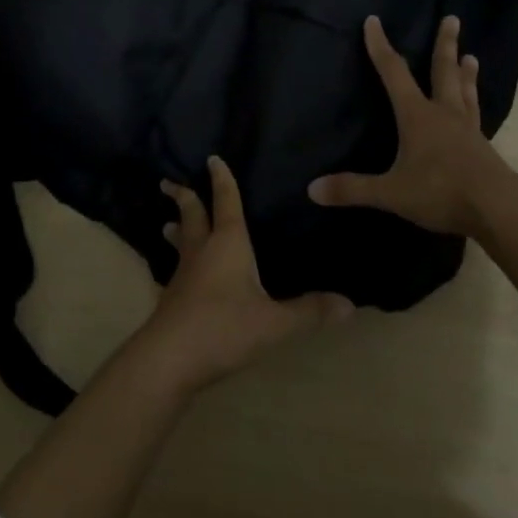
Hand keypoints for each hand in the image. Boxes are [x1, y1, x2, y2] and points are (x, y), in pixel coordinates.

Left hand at [136, 155, 352, 391]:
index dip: (222, 179)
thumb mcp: (273, 322)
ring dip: (176, 229)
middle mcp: (202, 250)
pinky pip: (177, 269)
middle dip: (183, 197)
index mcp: (227, 243)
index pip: (226, 201)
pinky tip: (180, 275)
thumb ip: (309, 312)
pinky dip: (179, 262)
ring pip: (180, 242)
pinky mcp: (172, 299)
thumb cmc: (223, 327)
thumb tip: (350, 304)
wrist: (169, 358)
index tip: (212, 158)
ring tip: (168, 224)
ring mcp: (183, 274)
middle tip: (167, 183)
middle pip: (191, 215)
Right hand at [308, 14, 508, 236]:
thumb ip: (353, 189)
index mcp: (417, 115)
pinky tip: (476, 108)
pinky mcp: (484, 148)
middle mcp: (443, 113)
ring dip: (465, 73)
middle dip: (444, 44)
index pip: (393, 73)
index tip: (374, 21)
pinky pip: (476, 116)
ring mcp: (467, 129)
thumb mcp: (392, 192)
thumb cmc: (441, 191)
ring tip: (471, 56)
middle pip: (443, 71)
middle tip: (453, 18)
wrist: (498, 209)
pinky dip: (474, 104)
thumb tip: (312, 188)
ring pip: (465, 91)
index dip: (380, 47)